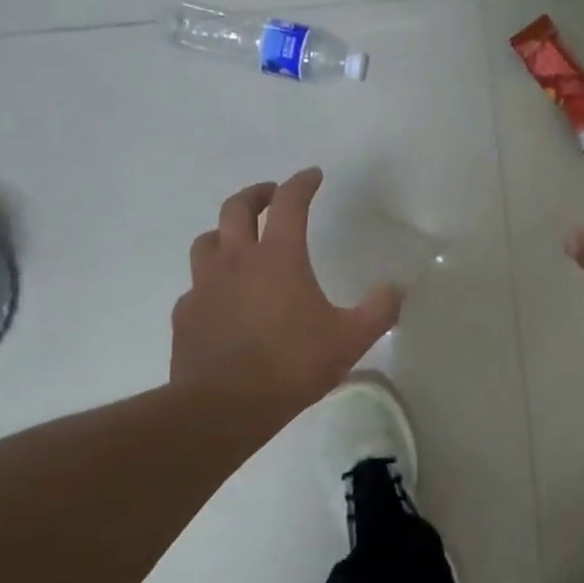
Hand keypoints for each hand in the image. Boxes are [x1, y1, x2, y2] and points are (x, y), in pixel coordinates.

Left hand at [171, 168, 401, 412]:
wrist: (223, 406)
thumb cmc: (291, 365)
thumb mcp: (350, 340)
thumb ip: (378, 310)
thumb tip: (396, 288)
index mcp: (278, 258)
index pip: (289, 203)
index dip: (302, 184)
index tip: (313, 176)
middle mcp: (236, 260)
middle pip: (237, 208)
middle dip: (257, 194)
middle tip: (271, 195)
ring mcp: (205, 285)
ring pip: (208, 240)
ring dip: (226, 231)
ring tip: (240, 241)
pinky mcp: (186, 313)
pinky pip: (198, 284)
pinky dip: (212, 280)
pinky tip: (224, 299)